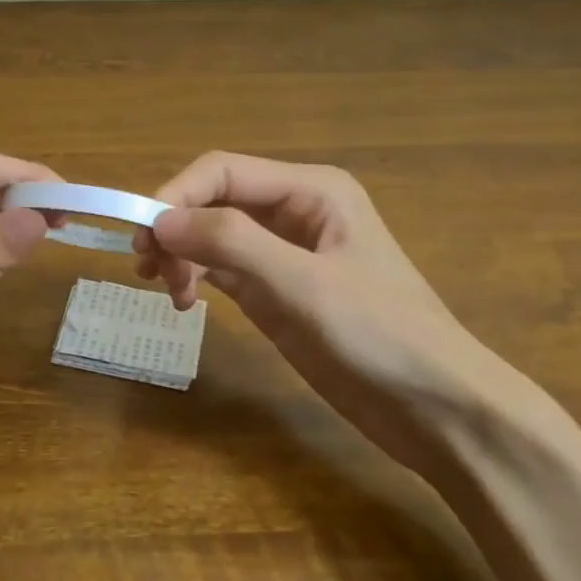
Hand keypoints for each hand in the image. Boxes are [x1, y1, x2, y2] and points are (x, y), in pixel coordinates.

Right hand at [135, 152, 527, 464]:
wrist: (437, 409)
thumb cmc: (379, 336)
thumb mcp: (302, 284)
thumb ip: (231, 243)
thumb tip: (160, 219)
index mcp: (311, 190)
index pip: (222, 171)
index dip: (175, 195)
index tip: (142, 239)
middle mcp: (295, 211)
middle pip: (214, 201)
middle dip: (176, 228)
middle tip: (146, 272)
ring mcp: (286, 253)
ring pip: (214, 235)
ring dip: (182, 255)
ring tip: (170, 293)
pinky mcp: (279, 292)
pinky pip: (225, 269)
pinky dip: (198, 278)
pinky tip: (187, 303)